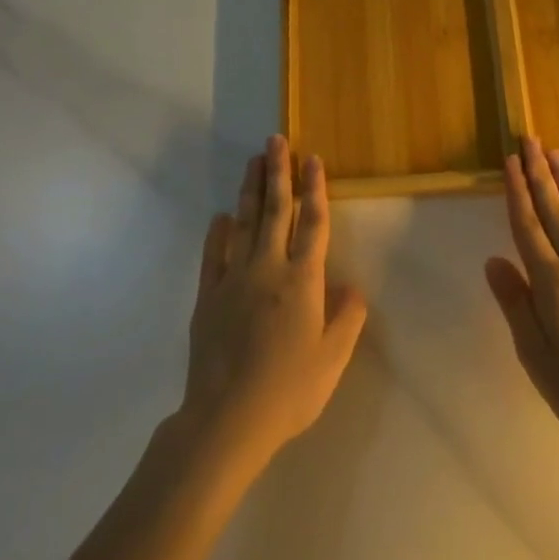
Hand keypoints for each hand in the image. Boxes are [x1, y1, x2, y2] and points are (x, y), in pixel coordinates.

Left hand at [181, 136, 367, 471]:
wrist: (226, 419)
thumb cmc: (289, 389)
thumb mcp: (333, 359)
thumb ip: (347, 317)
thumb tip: (351, 286)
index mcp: (302, 279)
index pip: (312, 222)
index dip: (315, 188)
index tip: (313, 159)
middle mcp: (268, 268)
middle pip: (276, 211)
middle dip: (278, 173)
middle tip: (276, 140)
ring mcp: (234, 280)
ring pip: (244, 224)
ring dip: (251, 191)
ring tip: (254, 162)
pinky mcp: (208, 296)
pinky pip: (214, 255)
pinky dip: (219, 233)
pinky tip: (222, 217)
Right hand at [485, 138, 558, 449]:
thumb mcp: (535, 355)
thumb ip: (515, 304)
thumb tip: (494, 260)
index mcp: (551, 283)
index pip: (527, 227)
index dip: (518, 193)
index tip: (511, 162)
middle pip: (555, 212)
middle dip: (540, 174)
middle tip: (531, 141)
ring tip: (558, 155)